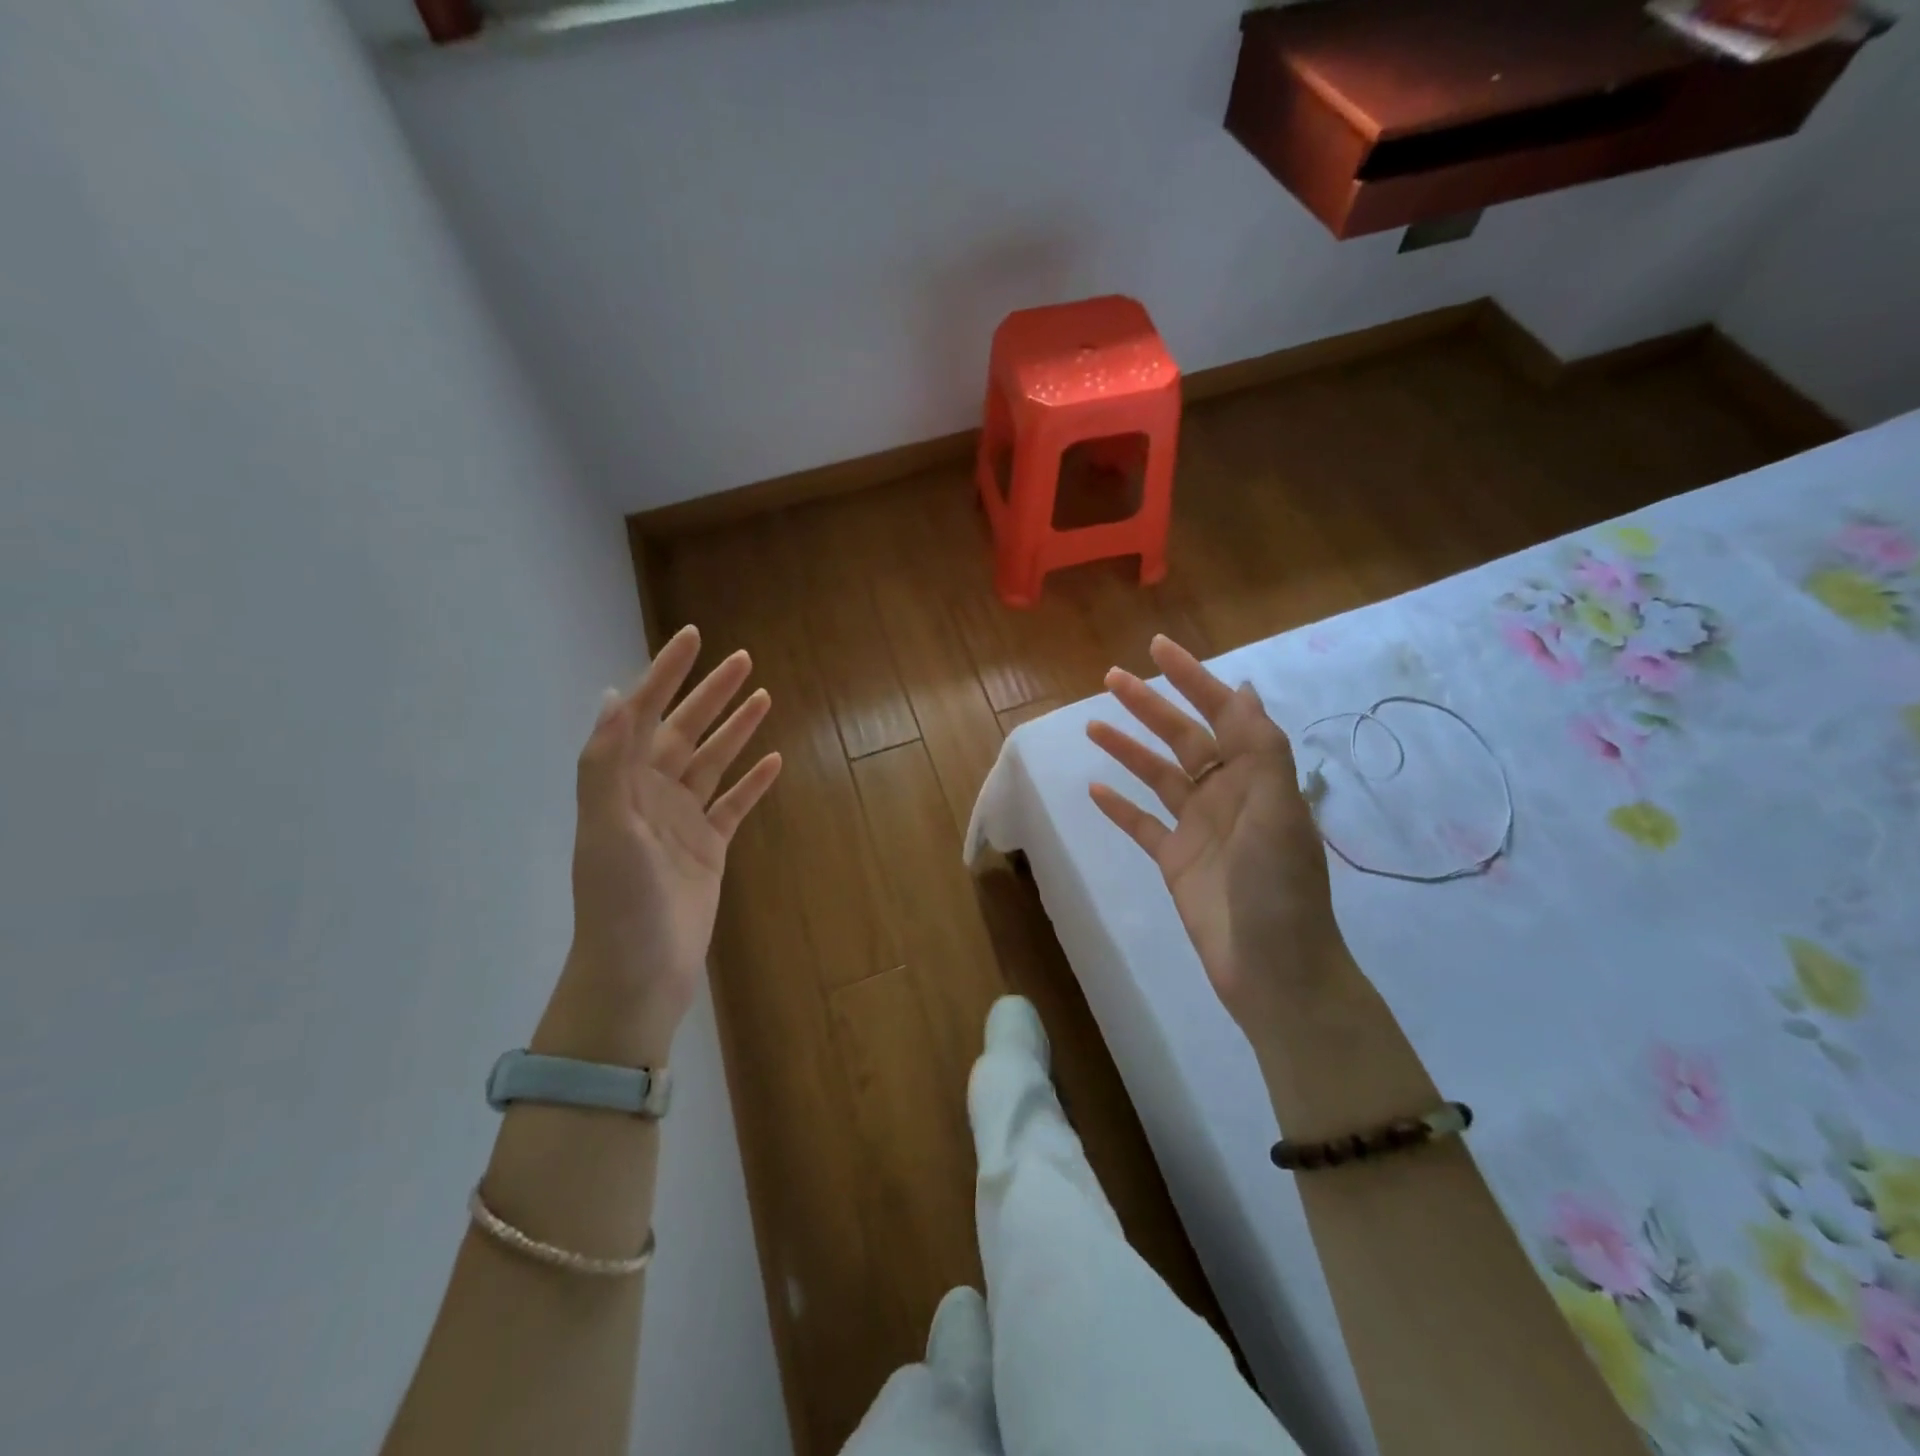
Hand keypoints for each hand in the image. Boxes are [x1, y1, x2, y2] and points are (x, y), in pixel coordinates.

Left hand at [543, 625, 781, 1065]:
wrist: (639, 971)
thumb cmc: (619, 900)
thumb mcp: (607, 828)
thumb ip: (606, 763)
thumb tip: (613, 695)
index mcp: (623, 784)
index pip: (644, 715)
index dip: (666, 674)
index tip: (693, 638)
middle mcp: (651, 794)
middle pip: (685, 731)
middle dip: (711, 694)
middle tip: (743, 660)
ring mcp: (682, 821)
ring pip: (713, 762)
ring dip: (736, 730)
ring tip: (764, 697)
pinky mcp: (709, 847)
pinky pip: (735, 805)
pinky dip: (753, 782)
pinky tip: (774, 761)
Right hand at [1086, 635, 1350, 1039]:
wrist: (1273, 972)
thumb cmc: (1279, 888)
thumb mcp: (1278, 811)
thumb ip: (1260, 749)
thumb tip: (1244, 688)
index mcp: (1256, 777)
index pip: (1222, 713)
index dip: (1192, 678)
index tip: (1158, 648)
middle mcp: (1227, 794)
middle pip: (1183, 737)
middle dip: (1150, 705)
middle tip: (1111, 677)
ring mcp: (1199, 828)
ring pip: (1158, 776)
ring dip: (1128, 748)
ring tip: (1092, 723)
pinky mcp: (1176, 861)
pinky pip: (1142, 824)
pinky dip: (1120, 806)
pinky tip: (1095, 788)